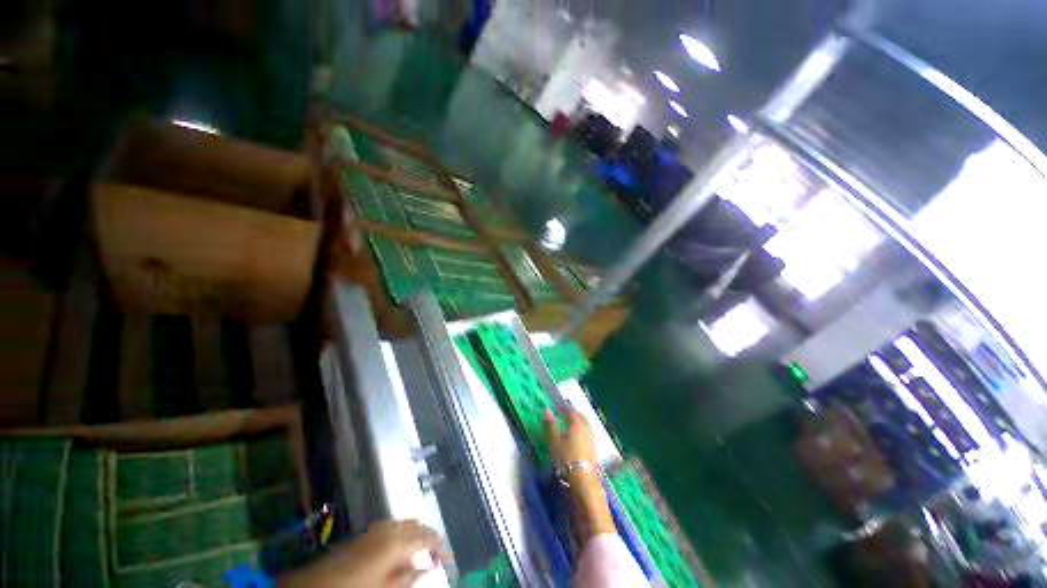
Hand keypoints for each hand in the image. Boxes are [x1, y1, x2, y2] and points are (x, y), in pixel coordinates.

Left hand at [280, 520, 446, 587]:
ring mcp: (375, 528)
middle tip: (437, 552)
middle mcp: (389, 527)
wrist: (313, 587)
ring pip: (404, 524)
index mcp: (397, 540)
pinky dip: (401, 535)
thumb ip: (409, 576)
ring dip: (415, 535)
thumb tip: (428, 567)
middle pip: (417, 525)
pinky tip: (400, 550)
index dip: (441, 546)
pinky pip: (391, 527)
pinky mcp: (364, 533)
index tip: (449, 557)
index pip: (428, 536)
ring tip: (421, 551)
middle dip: (429, 536)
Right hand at [544, 409, 615, 539]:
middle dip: (574, 413)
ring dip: (579, 422)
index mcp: (577, 423)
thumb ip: (550, 425)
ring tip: (570, 425)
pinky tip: (577, 438)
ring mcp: (592, 439)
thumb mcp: (554, 440)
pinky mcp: (594, 449)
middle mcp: (587, 428)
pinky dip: (582, 431)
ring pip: (586, 425)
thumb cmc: (566, 457)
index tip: (558, 407)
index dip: (564, 408)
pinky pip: (588, 433)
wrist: (582, 479)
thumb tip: (547, 410)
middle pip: (581, 416)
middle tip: (565, 414)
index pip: (571, 411)